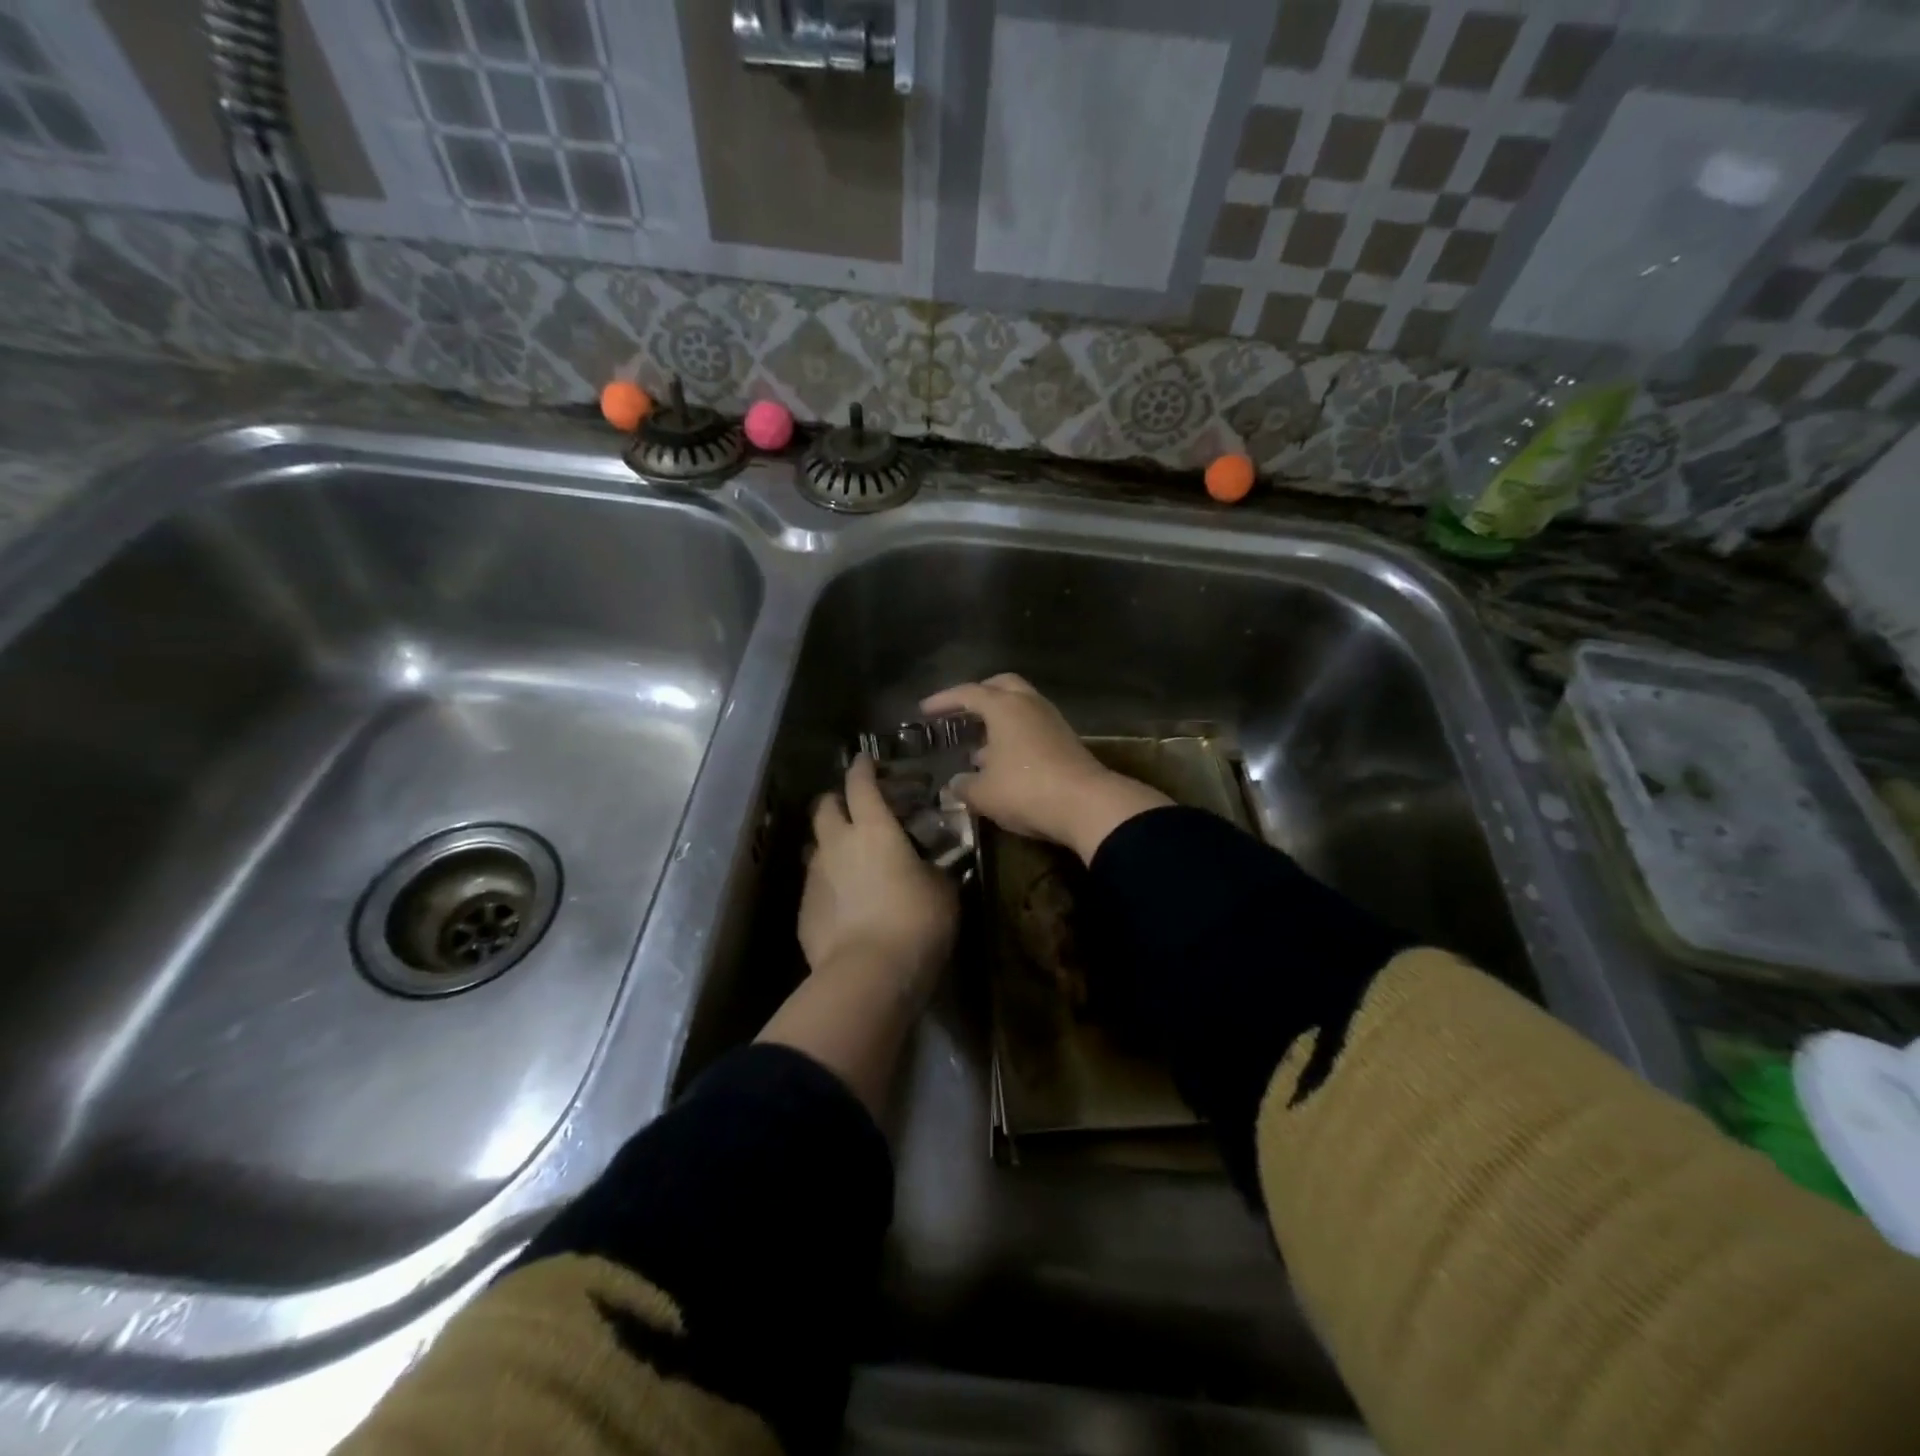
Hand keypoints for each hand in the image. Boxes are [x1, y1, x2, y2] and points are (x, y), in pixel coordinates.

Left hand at [798, 755, 957, 1009]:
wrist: (868, 974)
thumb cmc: (915, 922)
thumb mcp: (942, 891)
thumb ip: (934, 868)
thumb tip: (931, 865)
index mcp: (873, 829)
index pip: (860, 783)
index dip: (863, 768)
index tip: (866, 760)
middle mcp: (836, 843)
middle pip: (824, 806)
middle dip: (837, 800)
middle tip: (855, 808)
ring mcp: (814, 876)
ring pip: (815, 845)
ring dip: (829, 843)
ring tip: (849, 858)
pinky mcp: (803, 909)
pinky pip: (814, 884)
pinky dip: (828, 883)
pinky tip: (844, 902)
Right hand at [921, 674, 1171, 863]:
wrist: (1087, 805)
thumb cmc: (1026, 790)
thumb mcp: (983, 793)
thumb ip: (964, 785)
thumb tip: (955, 782)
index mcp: (1004, 707)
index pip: (968, 693)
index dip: (943, 700)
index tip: (924, 710)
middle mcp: (1029, 704)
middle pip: (1001, 686)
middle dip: (979, 694)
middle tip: (960, 711)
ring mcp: (1052, 721)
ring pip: (1020, 706)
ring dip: (999, 718)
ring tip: (978, 743)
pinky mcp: (1066, 740)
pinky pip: (1033, 726)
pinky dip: (1014, 734)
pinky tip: (1004, 760)